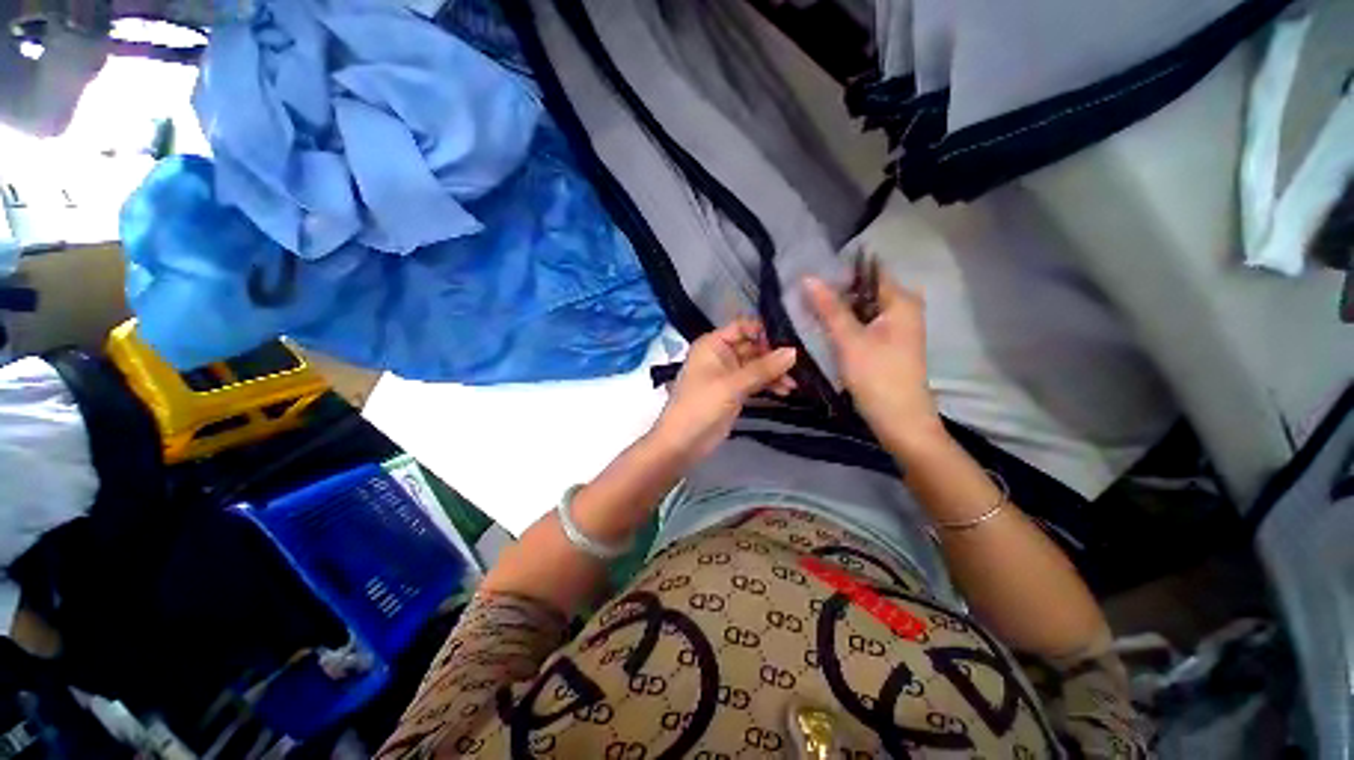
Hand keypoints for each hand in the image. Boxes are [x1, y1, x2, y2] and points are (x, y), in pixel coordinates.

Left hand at [653, 318, 796, 461]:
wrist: (682, 442)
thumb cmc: (701, 406)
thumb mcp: (732, 385)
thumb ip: (763, 368)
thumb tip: (794, 351)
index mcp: (713, 344)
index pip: (742, 327)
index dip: (764, 331)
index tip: (789, 339)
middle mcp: (721, 355)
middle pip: (752, 346)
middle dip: (774, 355)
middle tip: (799, 364)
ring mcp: (728, 374)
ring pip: (756, 365)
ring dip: (774, 372)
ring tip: (793, 384)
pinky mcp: (734, 391)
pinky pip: (755, 381)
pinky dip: (769, 384)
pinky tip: (785, 391)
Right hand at [804, 274, 942, 452]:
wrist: (898, 419)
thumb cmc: (877, 376)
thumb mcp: (849, 339)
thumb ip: (829, 308)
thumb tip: (807, 277)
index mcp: (901, 301)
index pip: (868, 271)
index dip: (839, 272)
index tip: (810, 276)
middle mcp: (903, 308)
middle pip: (864, 290)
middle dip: (835, 292)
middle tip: (803, 295)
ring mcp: (896, 327)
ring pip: (861, 309)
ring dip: (837, 310)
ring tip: (807, 309)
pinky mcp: (887, 343)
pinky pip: (863, 324)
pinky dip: (844, 324)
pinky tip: (823, 328)